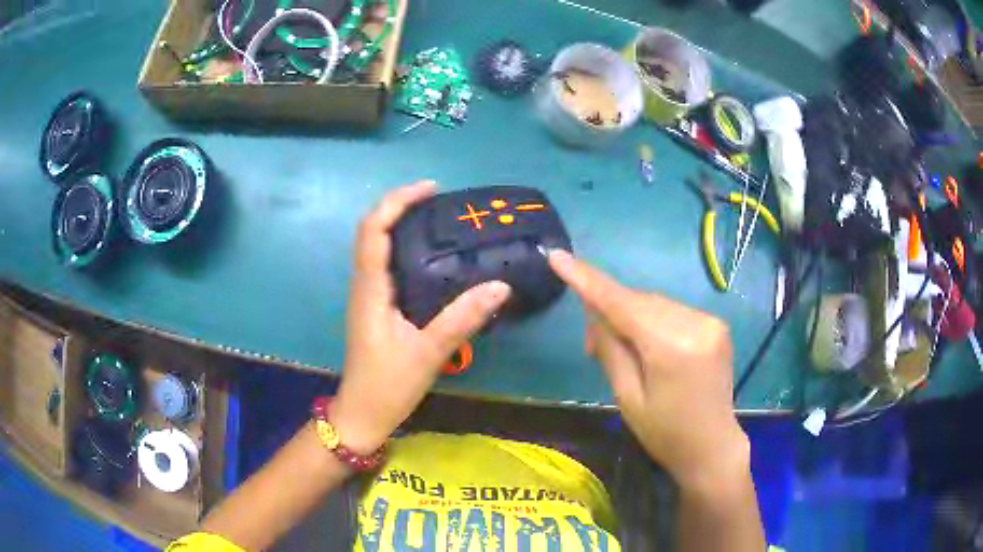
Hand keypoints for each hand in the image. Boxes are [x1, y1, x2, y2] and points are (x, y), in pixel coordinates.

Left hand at [331, 182, 510, 454]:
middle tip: (438, 200)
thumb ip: (462, 319)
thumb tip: (500, 286)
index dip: (397, 202)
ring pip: (376, 247)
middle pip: (371, 231)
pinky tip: (430, 257)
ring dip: (400, 224)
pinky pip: (384, 265)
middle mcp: (364, 286)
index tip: (430, 190)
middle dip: (399, 206)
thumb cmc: (388, 385)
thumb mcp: (428, 353)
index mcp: (371, 290)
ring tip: (437, 219)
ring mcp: (367, 296)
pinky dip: (403, 248)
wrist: (362, 414)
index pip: (374, 231)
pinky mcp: (375, 307)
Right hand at [548, 250, 748, 492]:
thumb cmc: (664, 433)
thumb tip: (594, 312)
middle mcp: (695, 323)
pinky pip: (673, 312)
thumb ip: (610, 348)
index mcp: (672, 347)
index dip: (587, 279)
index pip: (621, 303)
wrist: (713, 446)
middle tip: (591, 340)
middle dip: (611, 310)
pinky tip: (648, 343)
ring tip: (620, 346)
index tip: (558, 257)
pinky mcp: (716, 325)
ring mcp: (710, 321)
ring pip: (655, 304)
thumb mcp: (627, 397)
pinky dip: (653, 320)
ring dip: (632, 316)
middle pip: (639, 302)